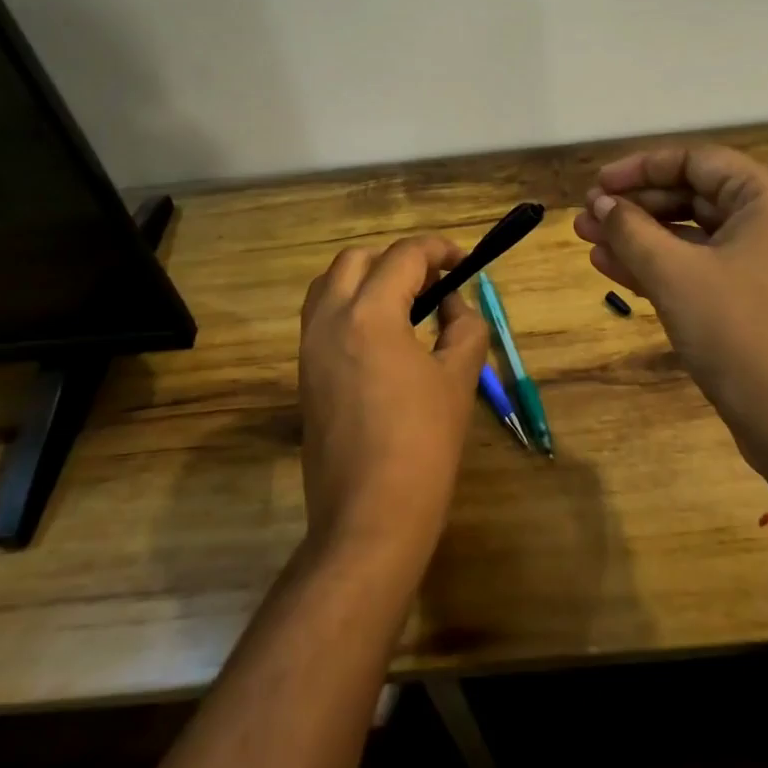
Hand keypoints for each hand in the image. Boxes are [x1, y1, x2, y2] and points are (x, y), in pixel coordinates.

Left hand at [297, 236, 489, 567]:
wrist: (369, 517)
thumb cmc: (423, 444)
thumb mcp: (459, 378)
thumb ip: (464, 327)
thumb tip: (452, 304)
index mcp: (369, 314)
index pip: (403, 256)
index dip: (438, 250)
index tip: (464, 261)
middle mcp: (329, 319)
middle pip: (358, 259)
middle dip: (398, 260)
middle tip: (434, 283)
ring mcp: (309, 347)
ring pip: (330, 284)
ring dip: (368, 278)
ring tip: (406, 303)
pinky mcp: (304, 374)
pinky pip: (321, 317)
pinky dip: (350, 306)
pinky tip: (382, 335)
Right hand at [572, 145, 767, 507]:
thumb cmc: (741, 331)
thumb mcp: (675, 274)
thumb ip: (632, 230)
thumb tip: (600, 204)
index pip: (696, 161)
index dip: (640, 168)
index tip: (597, 186)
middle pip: (693, 197)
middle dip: (635, 207)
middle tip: (585, 219)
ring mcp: (767, 265)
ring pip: (693, 236)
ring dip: (640, 238)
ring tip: (588, 242)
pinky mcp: (756, 302)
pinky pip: (702, 269)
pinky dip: (661, 267)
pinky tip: (613, 270)